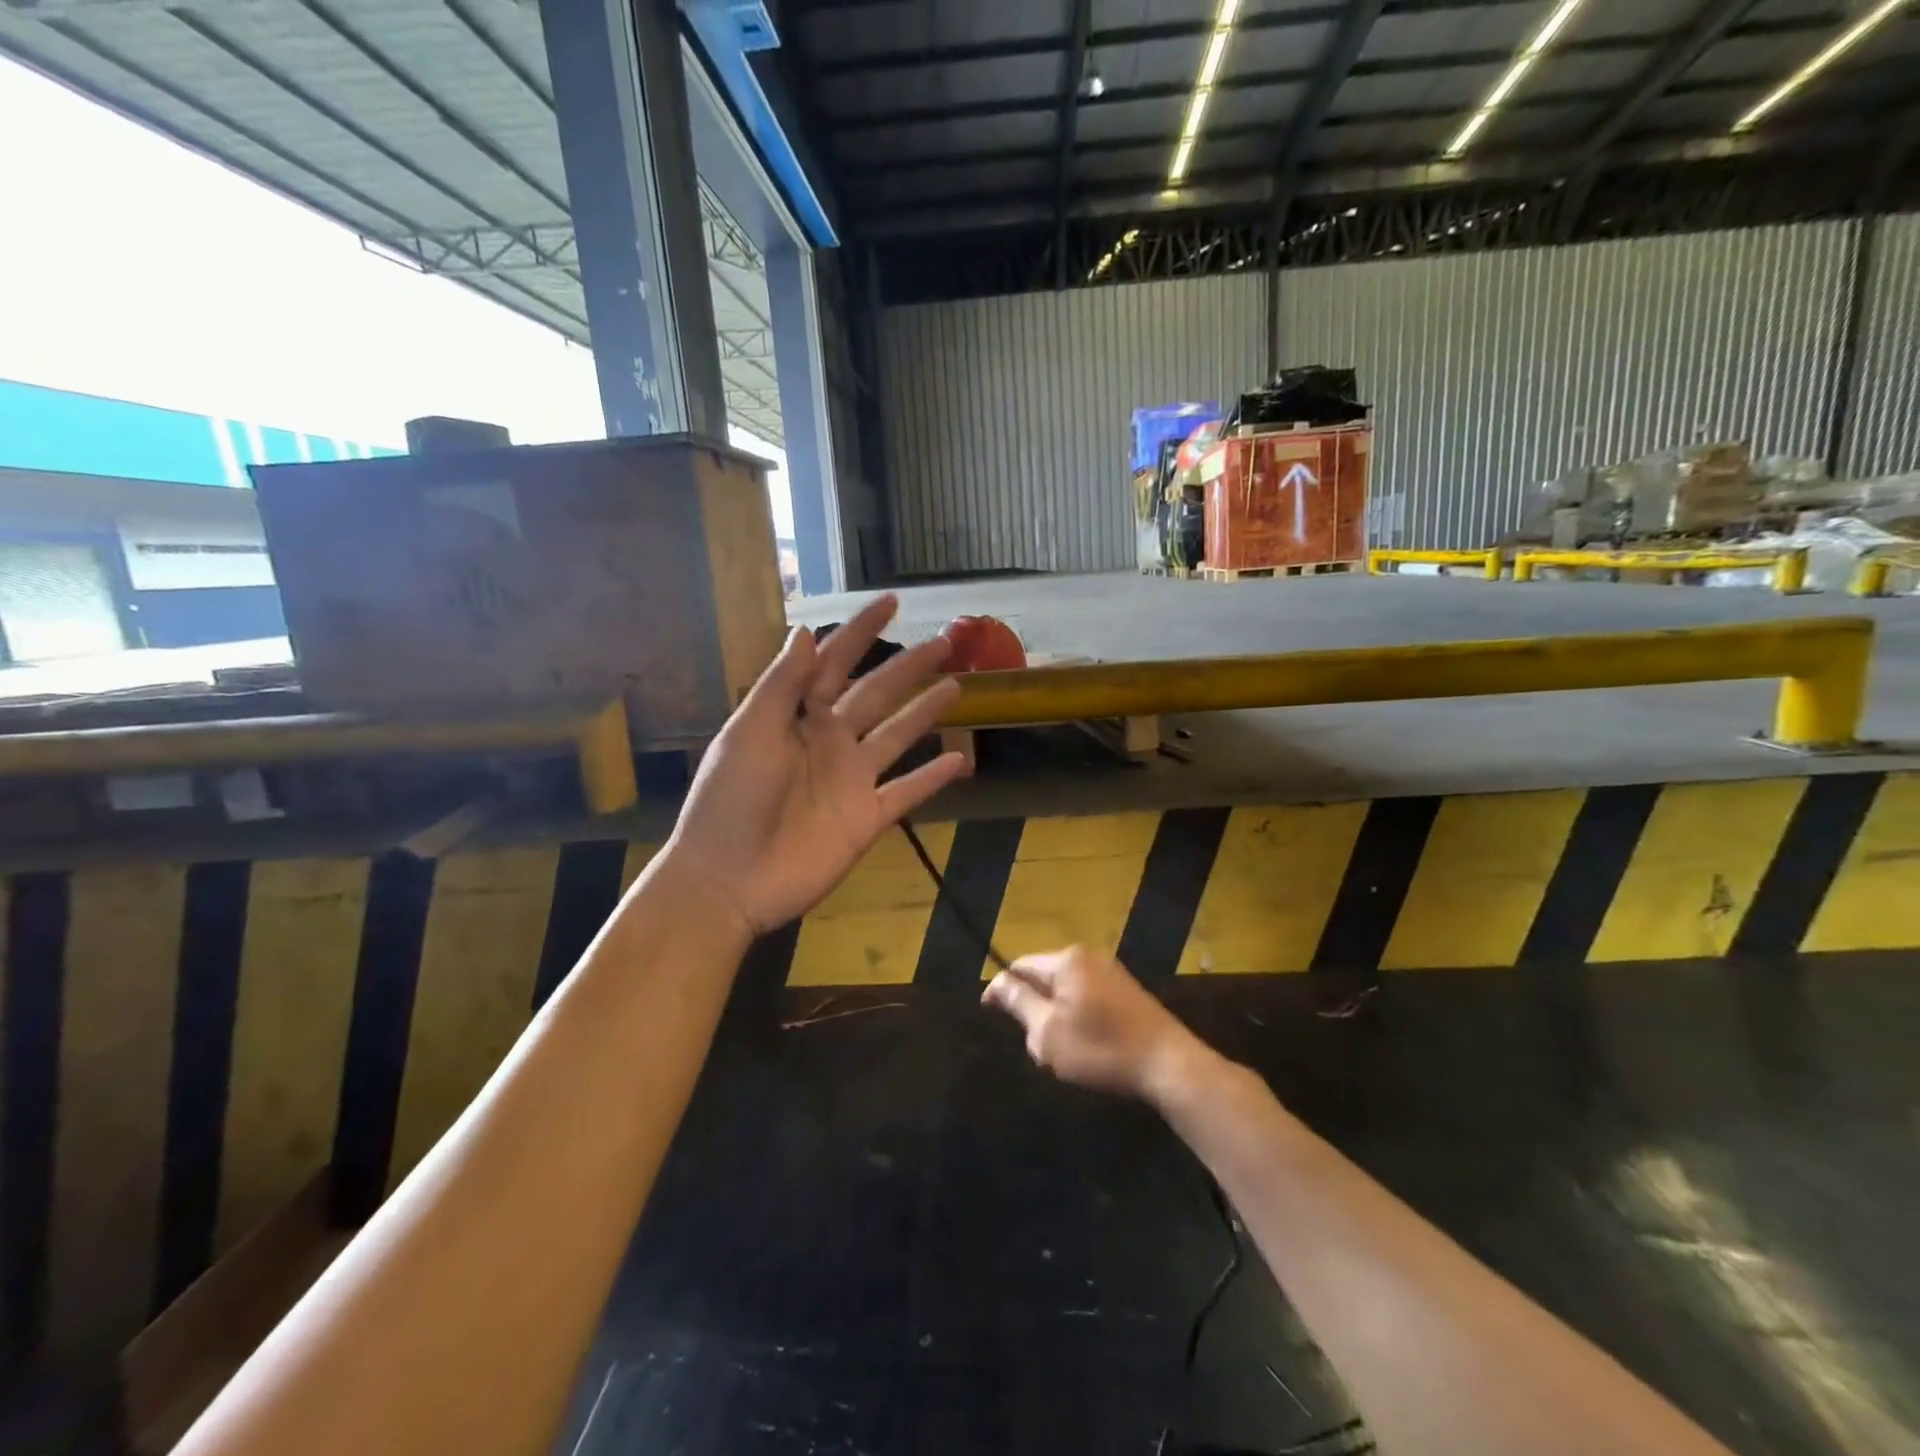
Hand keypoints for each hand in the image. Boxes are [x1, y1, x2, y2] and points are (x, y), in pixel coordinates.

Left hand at [663, 594, 969, 935]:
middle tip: (944, 641)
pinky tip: (960, 760)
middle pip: (877, 694)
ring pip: (898, 736)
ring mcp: (852, 780)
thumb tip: (805, 630)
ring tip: (957, 686)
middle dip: (909, 667)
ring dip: (926, 712)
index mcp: (797, 716)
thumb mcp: (748, 732)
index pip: (834, 662)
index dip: (861, 632)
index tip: (891, 602)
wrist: (728, 880)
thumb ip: (781, 685)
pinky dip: (933, 778)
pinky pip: (908, 792)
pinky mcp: (867, 818)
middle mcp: (829, 741)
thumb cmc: (729, 799)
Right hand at [982, 946, 1209, 1101]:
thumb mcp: (1048, 1031)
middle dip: (1033, 1009)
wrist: (1168, 1065)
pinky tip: (1087, 1049)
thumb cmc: (1101, 1048)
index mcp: (1067, 960)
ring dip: (1056, 1018)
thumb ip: (1018, 1002)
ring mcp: (1111, 973)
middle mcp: (1088, 957)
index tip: (988, 1013)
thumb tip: (996, 981)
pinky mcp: (1127, 992)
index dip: (1002, 989)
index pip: (1021, 965)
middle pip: (1044, 978)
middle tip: (1034, 1045)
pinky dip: (1078, 1020)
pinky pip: (1088, 998)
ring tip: (1061, 1054)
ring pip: (1066, 992)